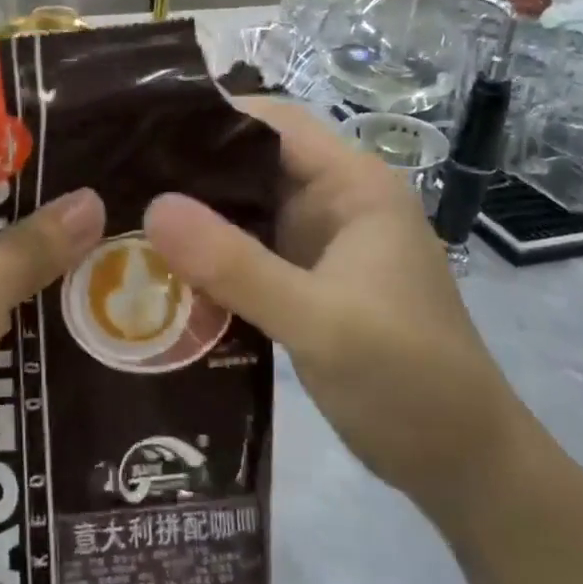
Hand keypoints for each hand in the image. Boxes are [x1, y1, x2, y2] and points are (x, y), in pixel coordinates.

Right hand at [144, 99, 526, 514]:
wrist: (464, 467)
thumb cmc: (408, 380)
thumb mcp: (319, 321)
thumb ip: (236, 265)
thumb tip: (153, 206)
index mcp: (353, 185)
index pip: (274, 122)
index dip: (213, 116)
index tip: (145, 130)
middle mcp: (335, 202)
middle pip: (252, 162)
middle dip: (191, 168)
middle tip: (118, 177)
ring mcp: (320, 243)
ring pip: (245, 209)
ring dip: (195, 215)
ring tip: (124, 216)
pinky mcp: (306, 281)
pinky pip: (247, 252)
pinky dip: (210, 256)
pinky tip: (161, 268)